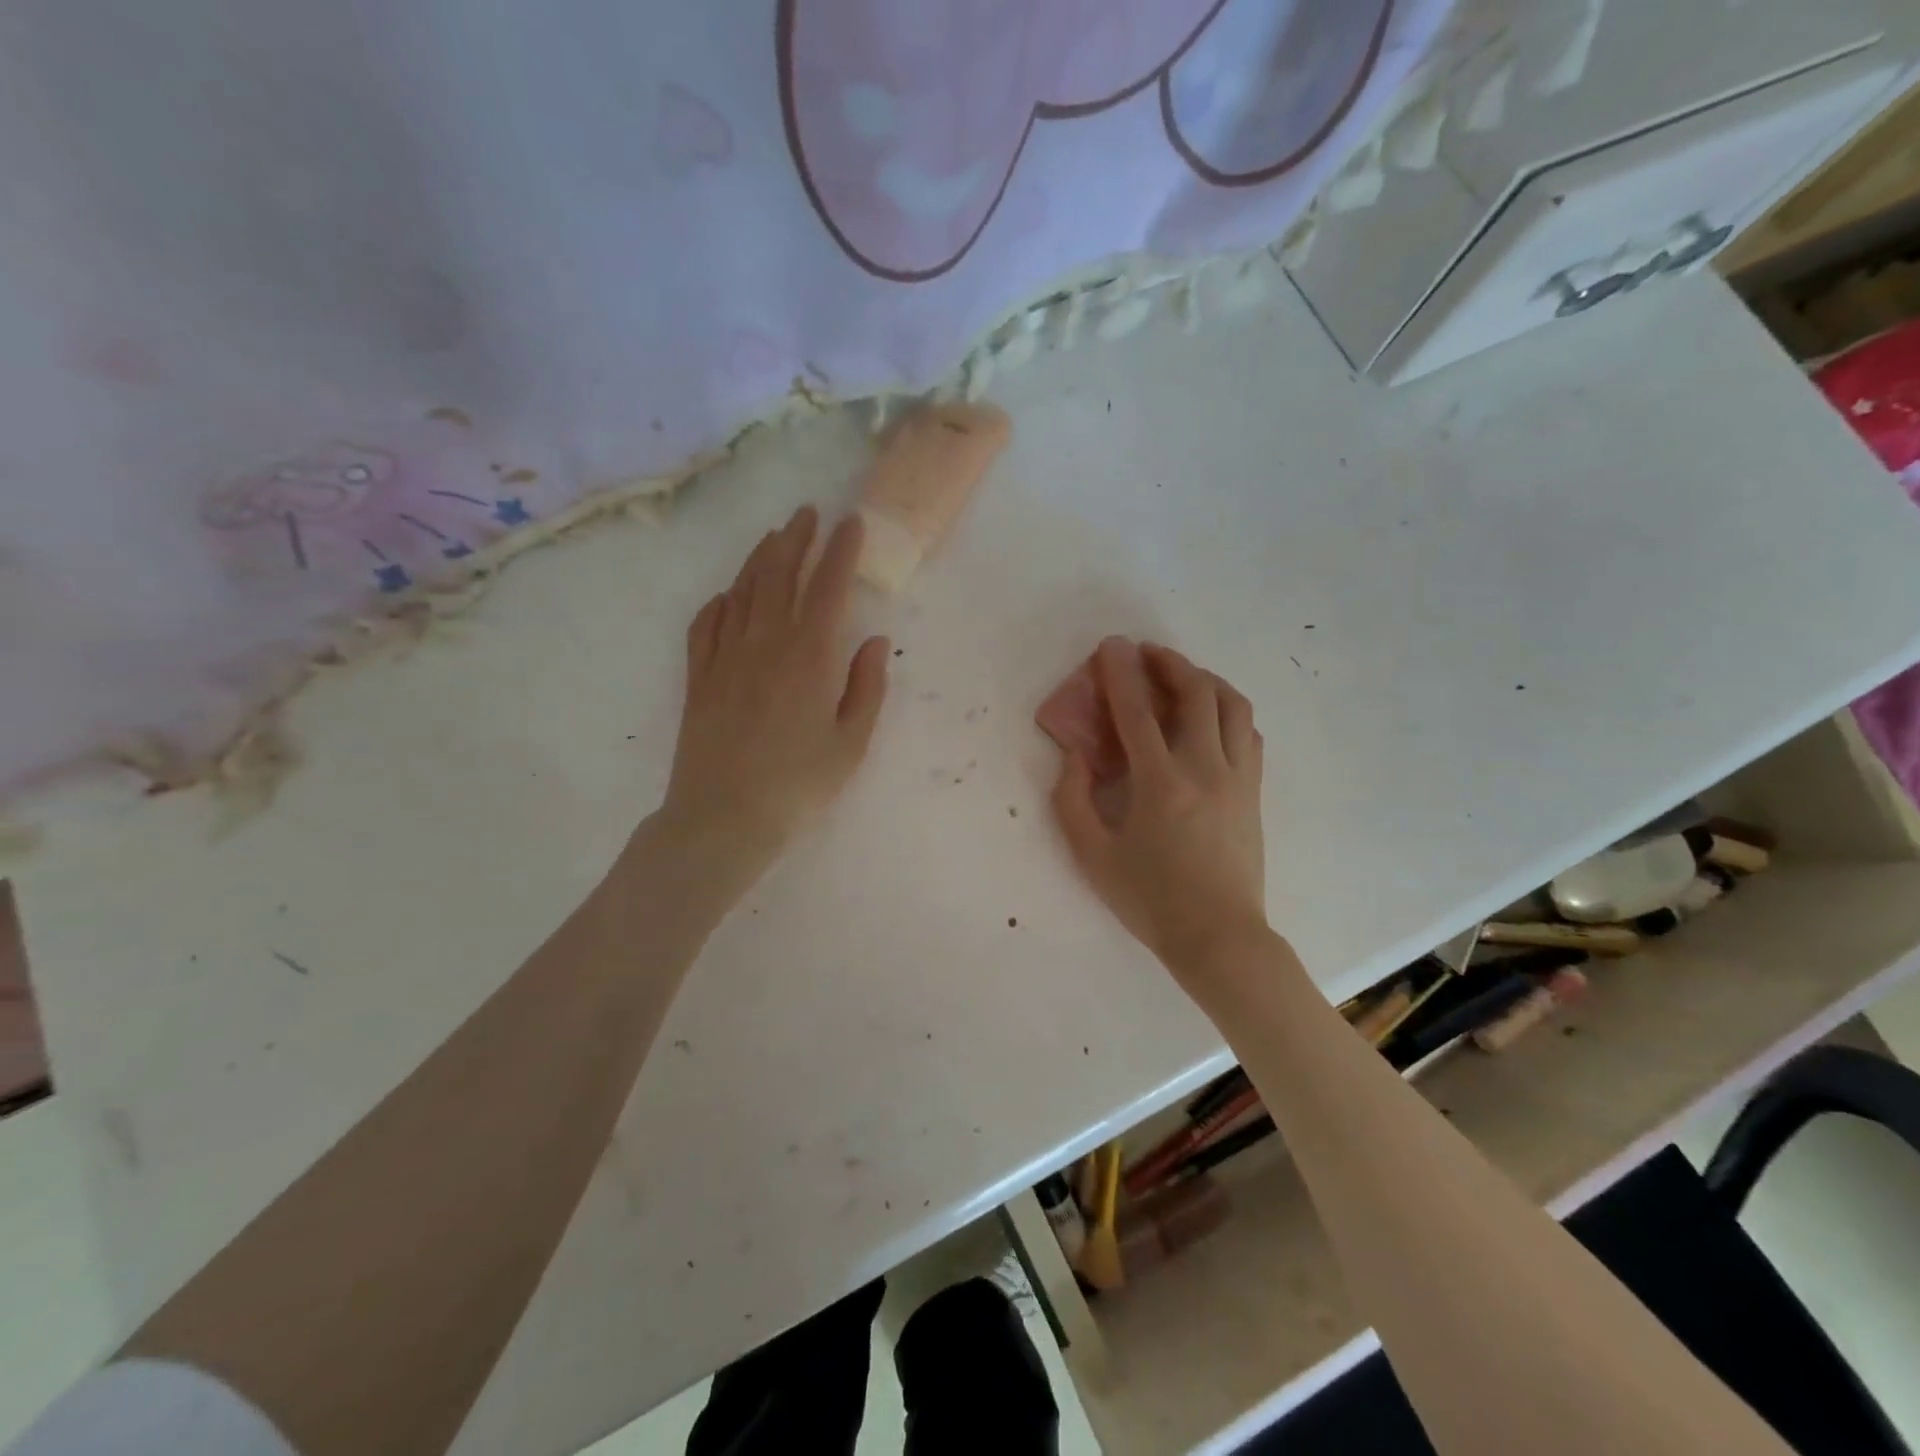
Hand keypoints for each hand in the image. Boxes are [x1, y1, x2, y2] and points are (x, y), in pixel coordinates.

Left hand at [659, 505, 889, 886]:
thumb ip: (866, 687)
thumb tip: (874, 640)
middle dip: (796, 539)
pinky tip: (729, 595)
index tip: (851, 522)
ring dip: (760, 558)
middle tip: (807, 514)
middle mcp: (765, 643)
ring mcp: (725, 657)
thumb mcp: (850, 744)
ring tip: (774, 537)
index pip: (828, 587)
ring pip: (742, 591)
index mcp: (810, 657)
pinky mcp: (699, 677)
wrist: (723, 818)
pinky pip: (707, 623)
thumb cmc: (798, 786)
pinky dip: (721, 601)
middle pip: (779, 575)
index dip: (841, 551)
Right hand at [1051, 638, 1266, 977]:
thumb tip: (1076, 755)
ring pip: (1233, 706)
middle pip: (1196, 693)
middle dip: (1169, 662)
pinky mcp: (1254, 791)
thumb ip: (1073, 799)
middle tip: (1145, 653)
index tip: (1111, 646)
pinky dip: (1229, 711)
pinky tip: (1211, 717)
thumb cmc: (1150, 899)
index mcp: (1160, 783)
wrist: (1218, 937)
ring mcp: (1237, 778)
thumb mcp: (1092, 855)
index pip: (1138, 712)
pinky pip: (1249, 733)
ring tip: (1181, 676)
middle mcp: (1205, 768)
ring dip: (1205, 679)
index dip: (1121, 673)